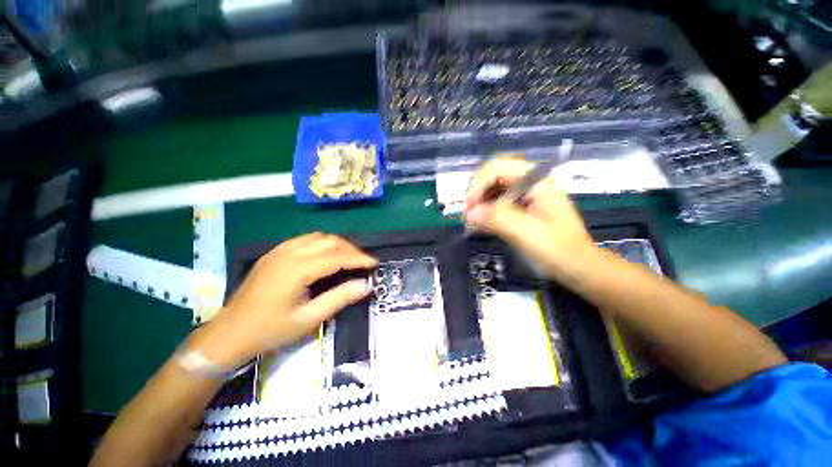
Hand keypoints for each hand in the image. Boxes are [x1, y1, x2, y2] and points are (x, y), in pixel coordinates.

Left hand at [188, 233, 376, 368]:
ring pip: (319, 236)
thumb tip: (365, 285)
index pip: (337, 256)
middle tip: (364, 263)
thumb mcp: (309, 318)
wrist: (230, 332)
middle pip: (330, 241)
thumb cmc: (270, 329)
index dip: (359, 258)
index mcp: (298, 269)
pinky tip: (326, 255)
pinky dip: (323, 243)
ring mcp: (280, 250)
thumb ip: (339, 298)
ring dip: (338, 244)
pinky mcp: (275, 252)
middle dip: (351, 249)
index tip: (375, 263)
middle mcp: (290, 253)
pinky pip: (306, 239)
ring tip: (349, 258)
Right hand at [464, 157, 597, 282]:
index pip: (498, 167)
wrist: (578, 268)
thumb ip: (496, 218)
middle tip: (467, 213)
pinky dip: (485, 212)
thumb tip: (469, 213)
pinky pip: (497, 204)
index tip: (469, 206)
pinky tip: (479, 224)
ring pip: (494, 190)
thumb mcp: (526, 232)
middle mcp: (530, 183)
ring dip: (479, 203)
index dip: (479, 183)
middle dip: (477, 192)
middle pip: (494, 176)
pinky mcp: (522, 209)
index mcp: (536, 181)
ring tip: (470, 221)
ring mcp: (526, 196)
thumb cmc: (557, 249)